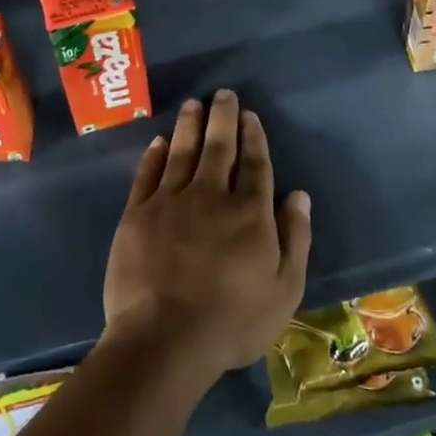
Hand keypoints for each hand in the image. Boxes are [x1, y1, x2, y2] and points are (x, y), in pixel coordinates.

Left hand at [103, 91, 311, 382]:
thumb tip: (298, 194)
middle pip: (219, 148)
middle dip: (223, 118)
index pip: (255, 164)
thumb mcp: (284, 290)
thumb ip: (294, 238)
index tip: (249, 116)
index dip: (253, 137)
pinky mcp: (137, 215)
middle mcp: (210, 196)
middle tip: (223, 95)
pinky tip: (160, 141)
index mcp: (249, 213)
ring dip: (189, 126)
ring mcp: (170, 202)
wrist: (164, 340)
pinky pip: (147, 175)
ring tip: (193, 104)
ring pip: (182, 152)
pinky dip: (155, 155)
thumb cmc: (232, 322)